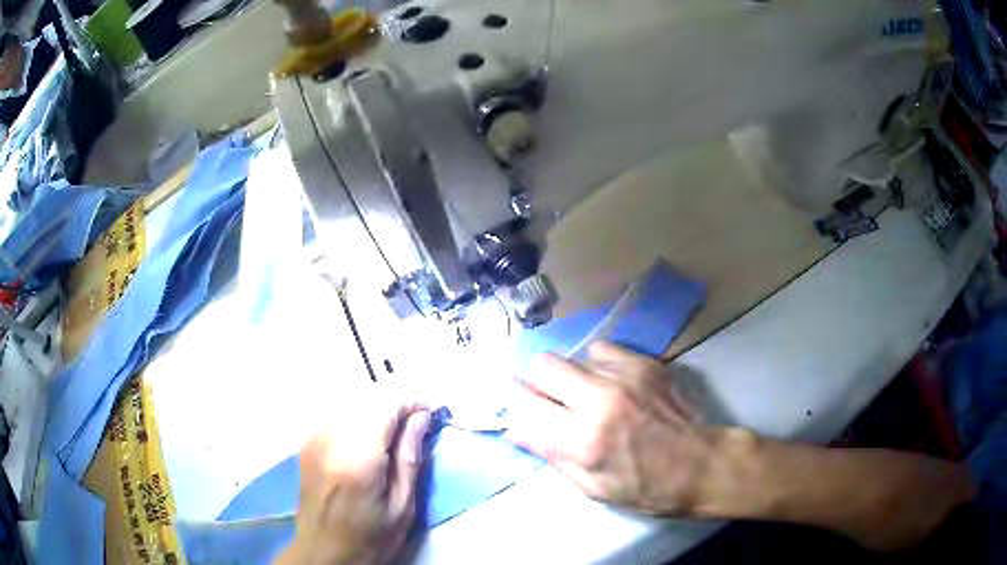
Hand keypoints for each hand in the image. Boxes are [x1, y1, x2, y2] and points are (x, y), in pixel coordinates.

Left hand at [276, 399, 430, 564]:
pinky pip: (334, 415)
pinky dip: (354, 418)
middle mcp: (331, 441)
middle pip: (365, 400)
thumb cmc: (371, 538)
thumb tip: (420, 418)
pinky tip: (364, 440)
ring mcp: (313, 440)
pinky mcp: (306, 445)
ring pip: (348, 403)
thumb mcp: (402, 506)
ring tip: (390, 435)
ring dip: (373, 411)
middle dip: (392, 407)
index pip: (384, 408)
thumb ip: (410, 457)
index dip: (409, 404)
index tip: (427, 414)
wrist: (324, 553)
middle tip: (413, 427)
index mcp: (358, 460)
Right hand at [505, 342, 731, 515]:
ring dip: (570, 378)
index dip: (512, 401)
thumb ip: (551, 455)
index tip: (514, 404)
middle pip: (542, 365)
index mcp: (583, 441)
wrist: (701, 465)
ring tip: (586, 397)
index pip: (524, 405)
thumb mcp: (592, 488)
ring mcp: (625, 376)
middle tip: (549, 400)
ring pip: (571, 356)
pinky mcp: (644, 363)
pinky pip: (602, 351)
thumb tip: (514, 428)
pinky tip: (611, 384)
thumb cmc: (646, 489)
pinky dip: (597, 366)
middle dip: (537, 382)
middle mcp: (600, 401)